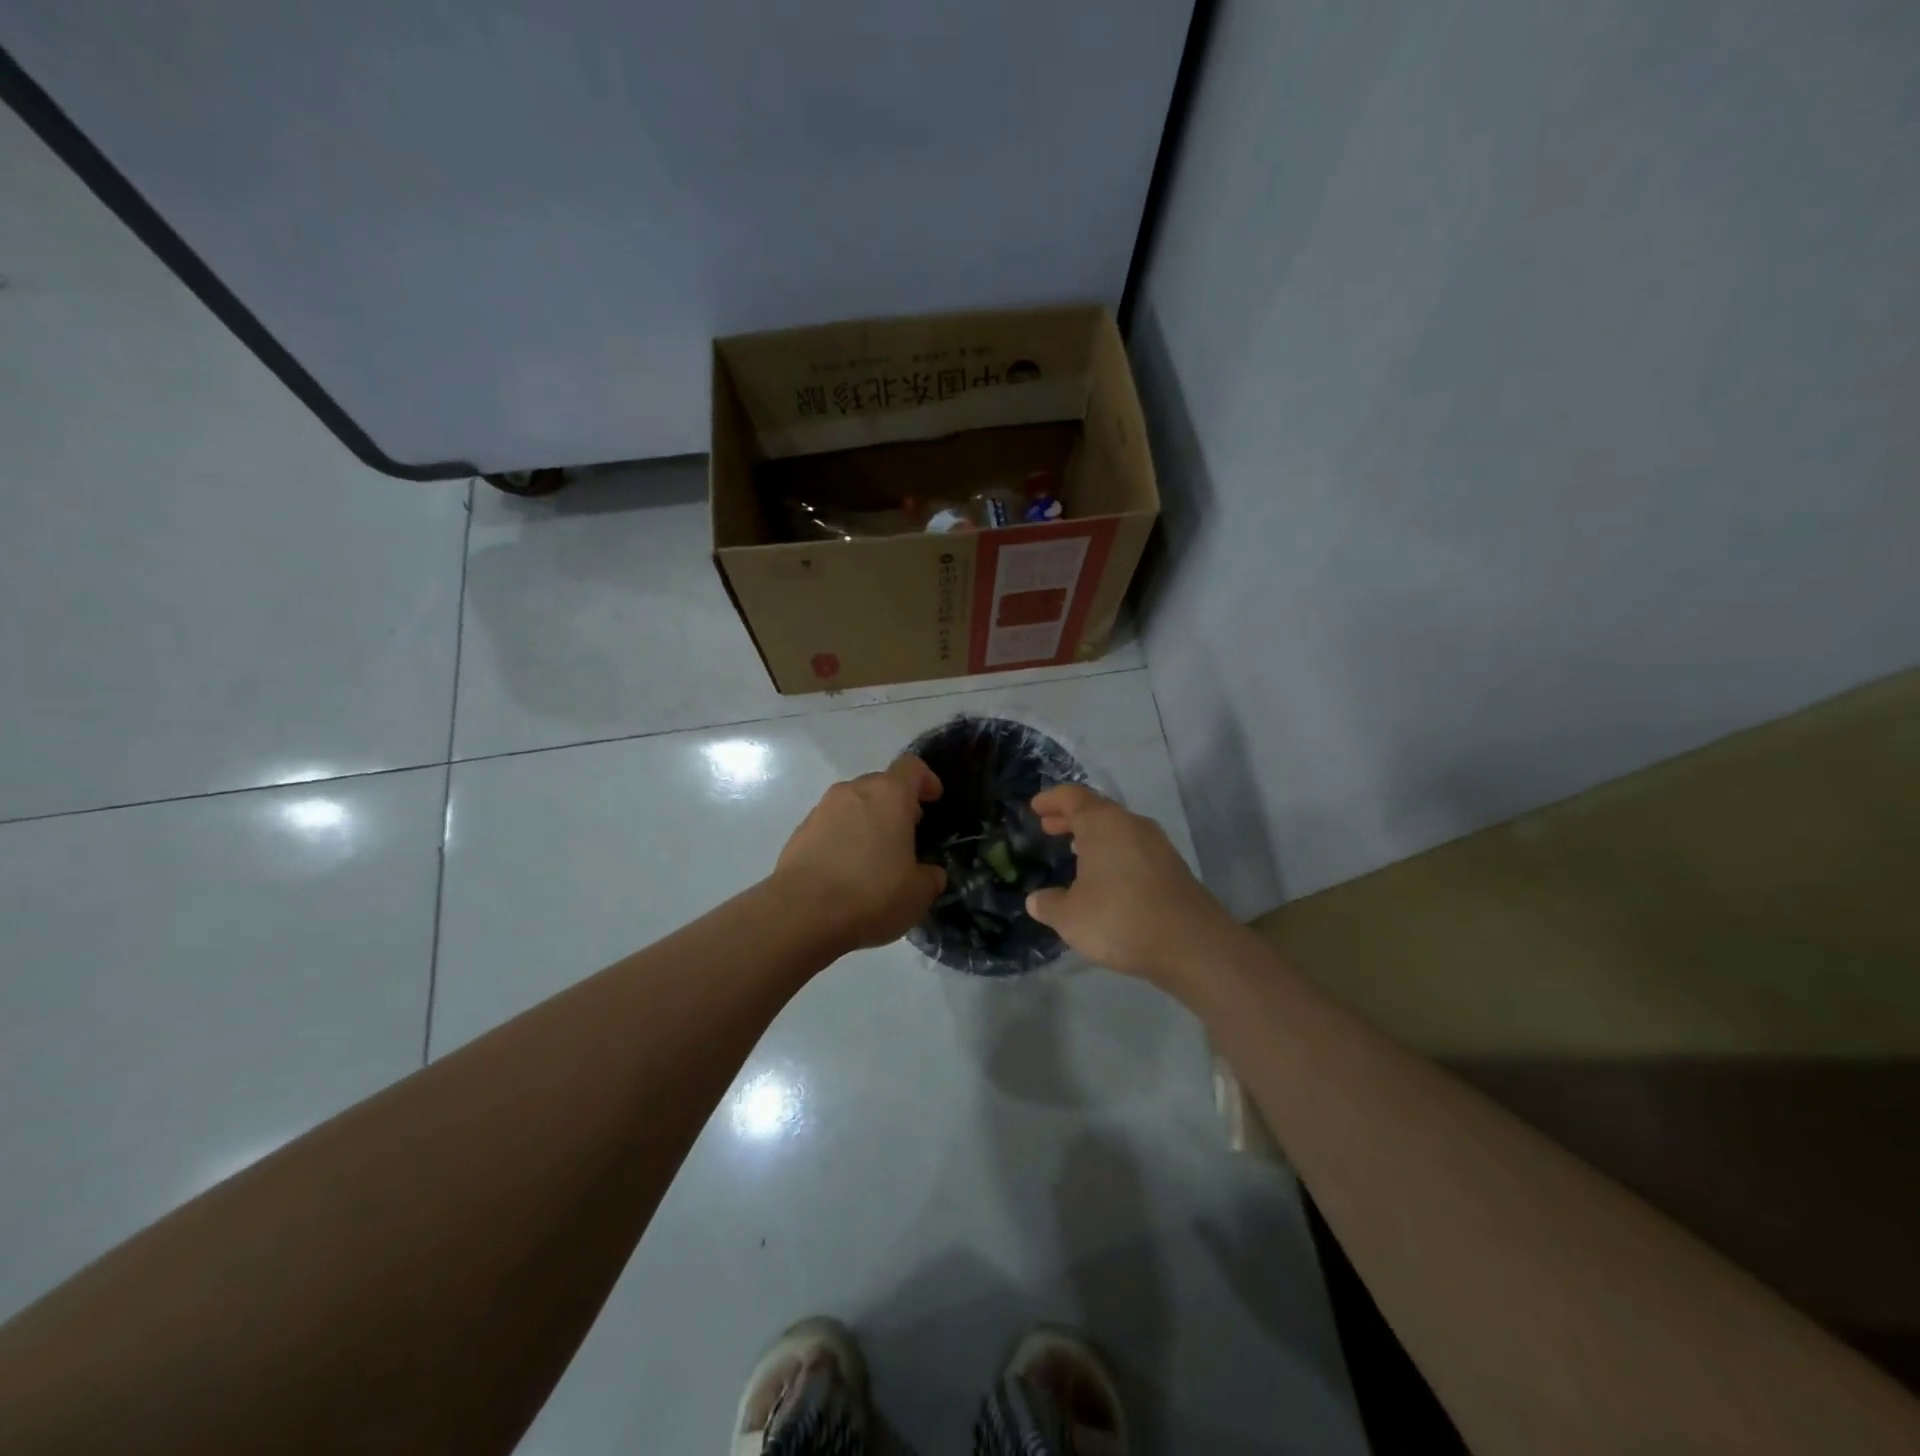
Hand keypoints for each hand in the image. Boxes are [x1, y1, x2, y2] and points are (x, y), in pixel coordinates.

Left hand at [776, 756, 946, 952]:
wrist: (802, 913)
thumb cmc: (872, 894)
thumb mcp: (918, 894)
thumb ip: (930, 876)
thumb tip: (929, 873)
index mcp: (889, 795)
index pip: (912, 767)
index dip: (926, 780)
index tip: (934, 799)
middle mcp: (853, 791)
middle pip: (881, 784)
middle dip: (896, 804)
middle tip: (907, 834)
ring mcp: (822, 809)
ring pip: (853, 804)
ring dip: (867, 821)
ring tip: (876, 856)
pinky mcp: (799, 832)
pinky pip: (830, 826)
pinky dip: (842, 839)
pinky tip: (846, 871)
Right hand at [1024, 785, 1237, 986]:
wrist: (1191, 944)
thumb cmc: (1119, 918)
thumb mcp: (1070, 917)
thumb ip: (1049, 904)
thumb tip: (1036, 900)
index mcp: (1103, 823)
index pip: (1073, 797)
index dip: (1052, 800)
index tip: (1036, 807)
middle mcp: (1131, 824)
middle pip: (1097, 810)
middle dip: (1071, 818)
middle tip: (1049, 828)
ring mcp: (1157, 844)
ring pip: (1118, 829)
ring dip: (1095, 837)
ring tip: (1075, 850)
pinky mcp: (1173, 867)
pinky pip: (1134, 848)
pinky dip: (1114, 853)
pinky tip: (1107, 877)